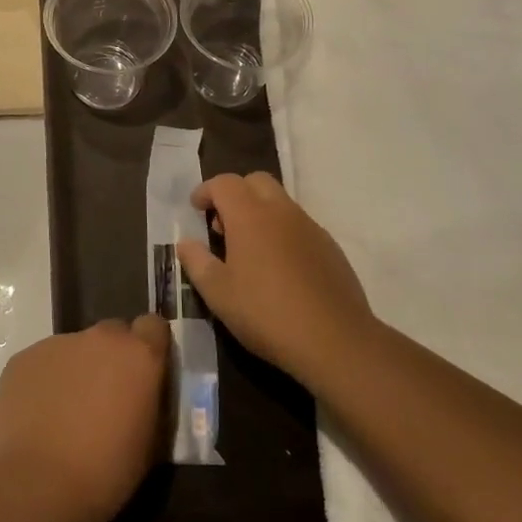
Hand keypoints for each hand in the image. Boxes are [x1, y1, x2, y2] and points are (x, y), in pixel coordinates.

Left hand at [0, 317, 170, 521]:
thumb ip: (149, 401)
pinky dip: (45, 381)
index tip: (144, 373)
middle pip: (112, 334)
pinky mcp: (23, 358)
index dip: (149, 347)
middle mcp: (99, 338)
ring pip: (74, 349)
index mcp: (138, 354)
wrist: (40, 484)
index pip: (153, 327)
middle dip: (112, 358)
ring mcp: (57, 344)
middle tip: (104, 397)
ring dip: (76, 370)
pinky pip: (42, 363)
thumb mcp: (150, 442)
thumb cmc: (107, 470)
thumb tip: (141, 392)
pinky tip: (39, 416)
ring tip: (65, 412)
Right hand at [176, 173, 373, 384]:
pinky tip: (279, 268)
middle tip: (223, 226)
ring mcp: (310, 227)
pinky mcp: (330, 247)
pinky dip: (282, 232)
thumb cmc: (266, 314)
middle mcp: (281, 211)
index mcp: (250, 216)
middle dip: (235, 194)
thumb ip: (197, 262)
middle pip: (256, 181)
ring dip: (260, 212)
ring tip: (249, 251)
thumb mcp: (218, 294)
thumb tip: (186, 243)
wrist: (335, 340)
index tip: (196, 209)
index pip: (225, 183)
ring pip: (280, 202)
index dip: (206, 190)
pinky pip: (299, 225)